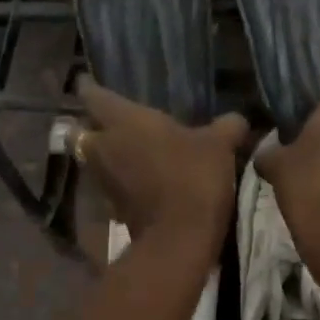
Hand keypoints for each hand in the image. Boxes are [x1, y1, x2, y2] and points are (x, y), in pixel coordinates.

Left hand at [74, 77, 248, 248]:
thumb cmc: (193, 176)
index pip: (93, 95)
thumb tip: (238, 119)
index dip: (88, 86)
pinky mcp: (112, 208)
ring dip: (104, 154)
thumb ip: (227, 126)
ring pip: (92, 160)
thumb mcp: (220, 145)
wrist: (179, 238)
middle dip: (89, 125)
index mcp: (124, 120)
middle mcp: (104, 147)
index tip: (86, 80)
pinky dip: (118, 180)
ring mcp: (104, 180)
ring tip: (126, 150)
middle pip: (81, 131)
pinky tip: (139, 179)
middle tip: (106, 121)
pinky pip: (109, 185)